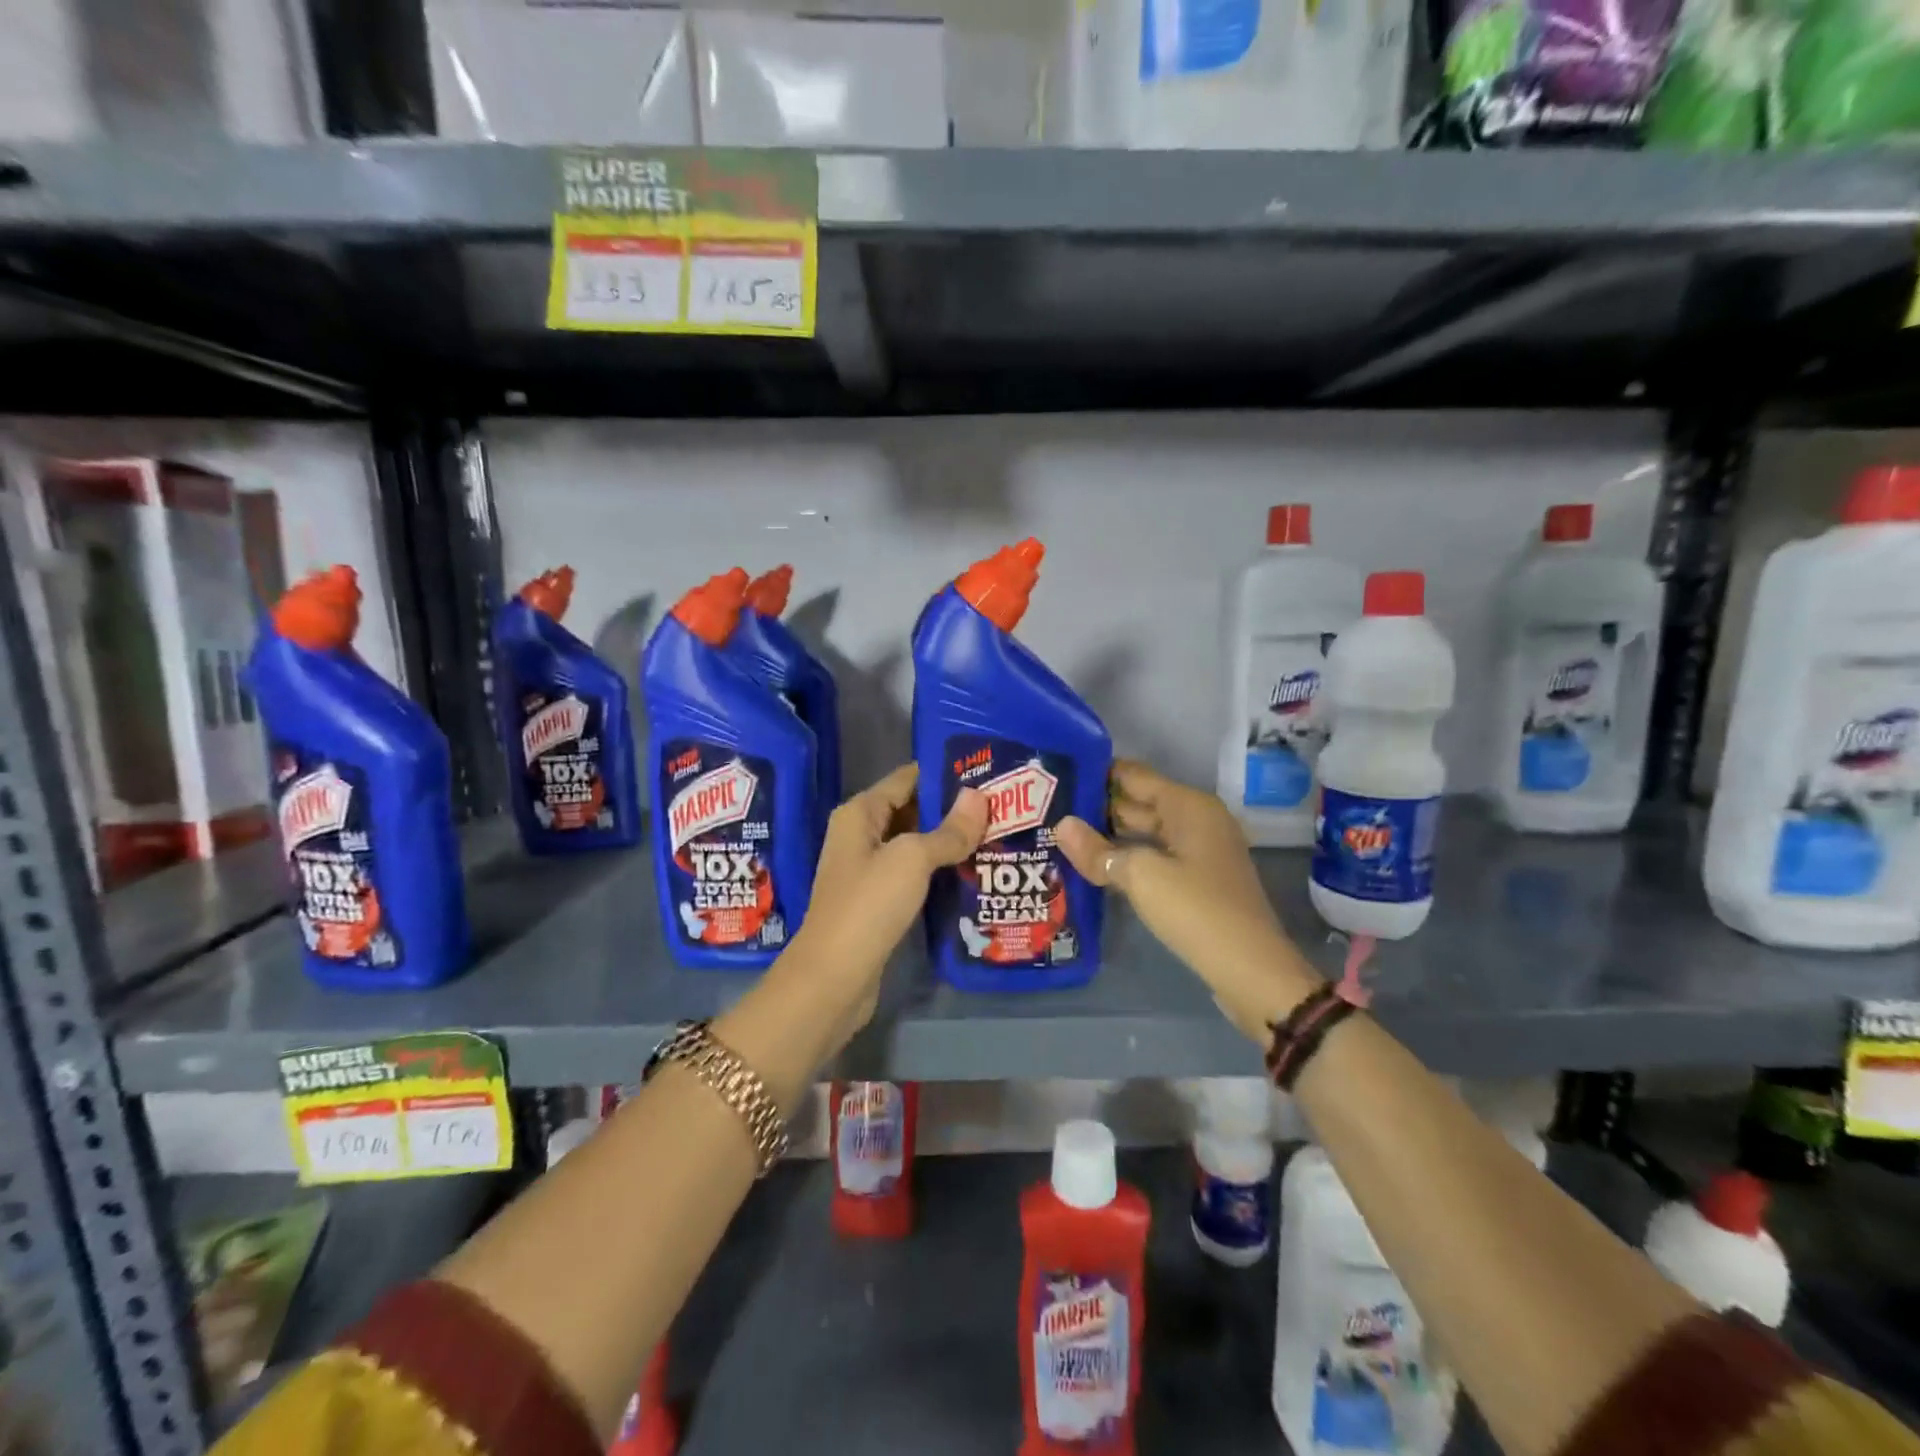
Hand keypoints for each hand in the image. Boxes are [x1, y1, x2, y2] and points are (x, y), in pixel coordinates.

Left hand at [788, 764, 987, 1041]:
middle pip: (912, 810)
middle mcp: (861, 835)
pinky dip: (939, 871)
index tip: (987, 771)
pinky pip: (914, 874)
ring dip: (949, 842)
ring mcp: (868, 870)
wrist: (833, 978)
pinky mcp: (878, 901)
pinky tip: (974, 872)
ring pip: (916, 845)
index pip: (907, 778)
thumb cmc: (869, 905)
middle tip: (1001, 806)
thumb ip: (948, 830)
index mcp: (860, 813)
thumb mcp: (912, 859)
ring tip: (997, 834)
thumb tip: (979, 797)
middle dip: (953, 809)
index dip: (944, 773)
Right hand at [1056, 760, 1319, 1041]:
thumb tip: (1061, 825)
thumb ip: (1098, 850)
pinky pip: (1155, 857)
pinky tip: (1095, 865)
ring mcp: (1199, 852)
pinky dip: (1127, 858)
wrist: (1251, 970)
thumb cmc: (1197, 909)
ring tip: (1062, 834)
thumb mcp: (1141, 876)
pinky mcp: (1197, 881)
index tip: (1058, 775)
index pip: (1134, 775)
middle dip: (1098, 806)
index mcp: (1188, 806)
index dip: (1098, 773)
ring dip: (1109, 835)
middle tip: (1049, 807)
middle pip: (1139, 803)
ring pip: (1145, 833)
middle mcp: (1196, 820)